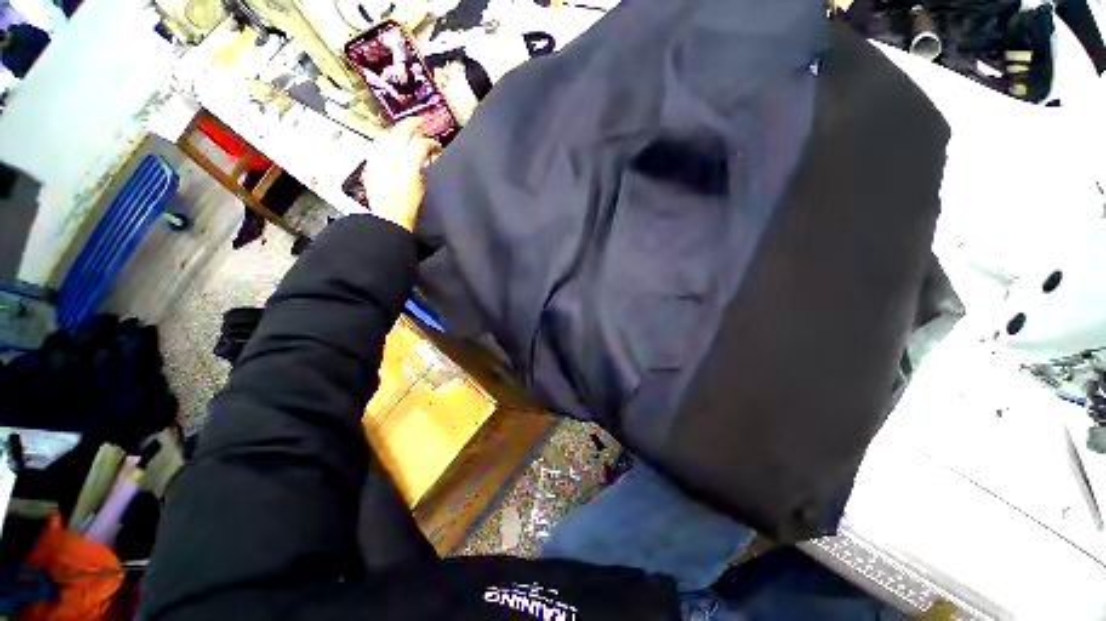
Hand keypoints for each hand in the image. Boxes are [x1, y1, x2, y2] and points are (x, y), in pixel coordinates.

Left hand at [362, 118, 441, 231]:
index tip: (437, 146)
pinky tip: (390, 146)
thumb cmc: (409, 208)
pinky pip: (377, 146)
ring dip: (397, 131)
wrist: (389, 218)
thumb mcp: (423, 187)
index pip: (422, 144)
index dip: (432, 143)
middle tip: (420, 123)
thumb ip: (424, 168)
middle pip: (402, 130)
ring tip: (404, 133)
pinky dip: (386, 142)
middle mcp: (391, 156)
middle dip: (413, 124)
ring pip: (386, 135)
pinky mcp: (371, 164)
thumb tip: (428, 157)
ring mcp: (378, 158)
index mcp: (408, 164)